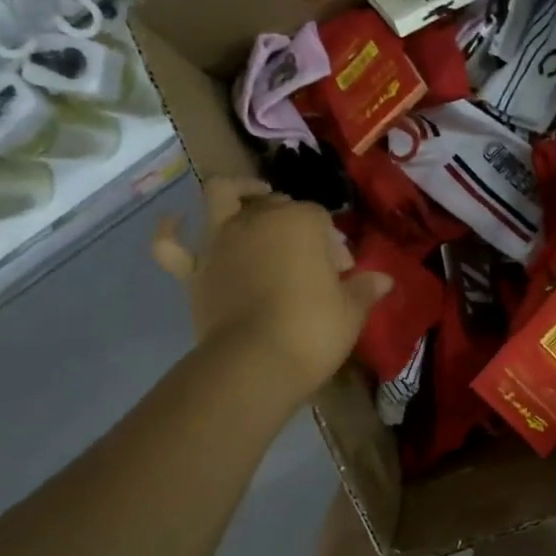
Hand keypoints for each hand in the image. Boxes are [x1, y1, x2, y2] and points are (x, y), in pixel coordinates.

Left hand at [154, 179, 391, 402]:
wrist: (256, 364)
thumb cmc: (312, 331)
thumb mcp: (350, 311)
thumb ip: (365, 289)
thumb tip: (385, 279)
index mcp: (300, 222)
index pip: (322, 220)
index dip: (333, 244)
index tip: (343, 274)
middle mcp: (256, 220)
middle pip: (278, 205)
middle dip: (296, 222)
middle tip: (310, 260)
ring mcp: (220, 241)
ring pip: (221, 197)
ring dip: (237, 192)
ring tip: (252, 198)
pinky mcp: (194, 270)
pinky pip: (170, 244)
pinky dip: (170, 231)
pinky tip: (174, 222)